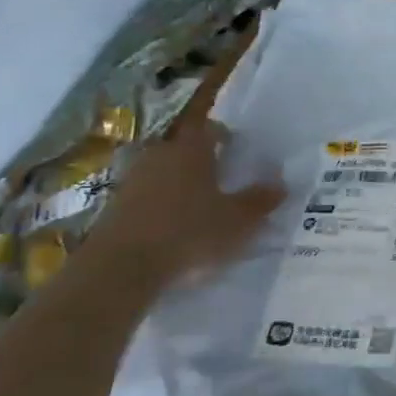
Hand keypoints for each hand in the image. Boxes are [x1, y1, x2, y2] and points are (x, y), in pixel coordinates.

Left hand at [78, 121, 285, 290]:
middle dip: (203, 159)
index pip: (210, 128)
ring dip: (180, 182)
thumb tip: (281, 184)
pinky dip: (162, 204)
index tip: (237, 148)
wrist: (120, 267)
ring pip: (164, 171)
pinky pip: (147, 195)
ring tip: (199, 205)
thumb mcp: (238, 219)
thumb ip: (260, 200)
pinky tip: (174, 226)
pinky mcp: (114, 206)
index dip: (225, 134)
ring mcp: (132, 180)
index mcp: (191, 149)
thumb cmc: (189, 231)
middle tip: (223, 177)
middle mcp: (159, 155)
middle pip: (184, 148)